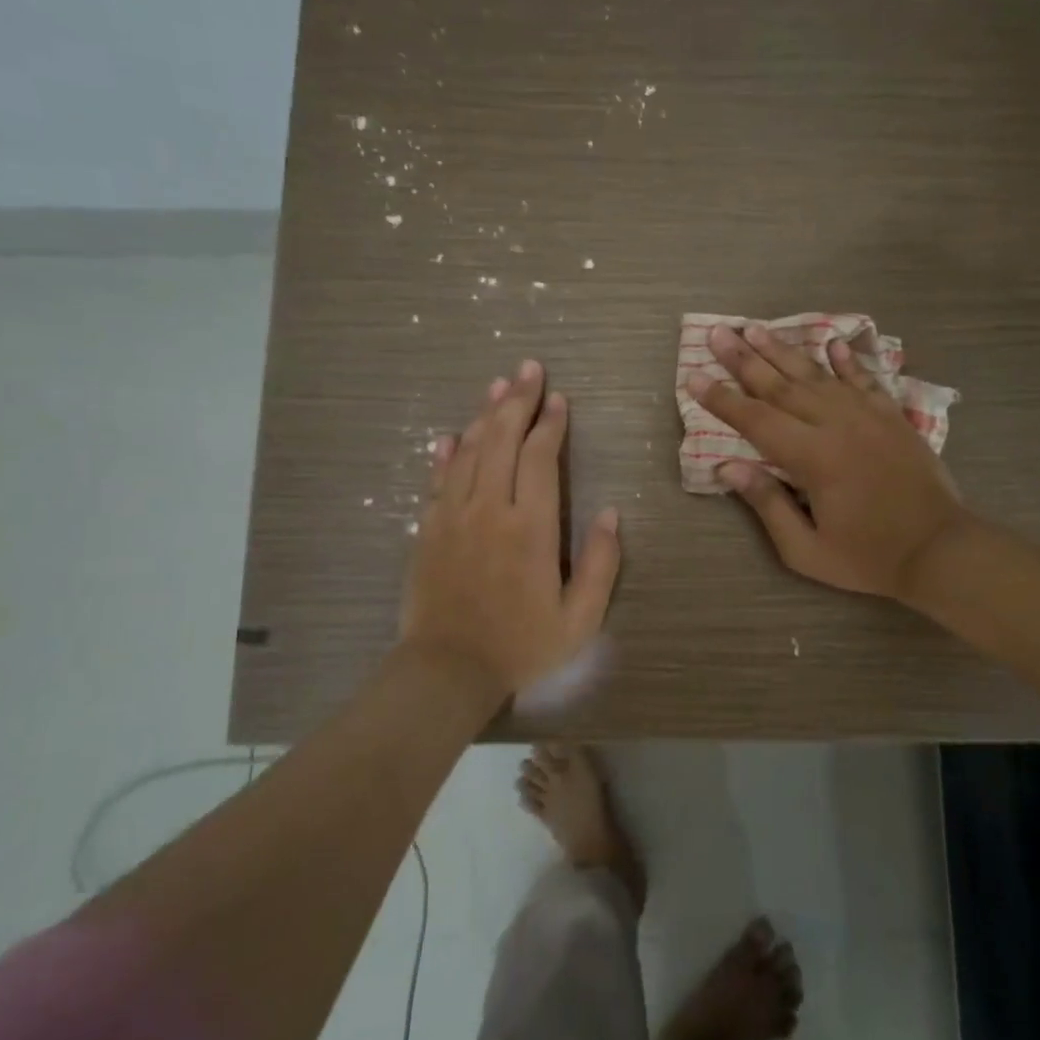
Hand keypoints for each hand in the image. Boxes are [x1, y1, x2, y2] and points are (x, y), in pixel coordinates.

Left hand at [401, 361, 621, 715]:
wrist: (447, 671)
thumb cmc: (521, 645)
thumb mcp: (580, 618)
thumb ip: (600, 564)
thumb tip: (611, 514)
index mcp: (530, 527)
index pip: (540, 458)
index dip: (551, 424)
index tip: (559, 399)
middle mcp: (489, 510)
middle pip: (502, 440)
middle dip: (518, 401)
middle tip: (528, 369)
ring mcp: (452, 517)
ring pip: (469, 451)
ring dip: (485, 415)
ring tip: (498, 386)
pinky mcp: (428, 530)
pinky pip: (437, 480)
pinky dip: (445, 453)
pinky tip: (451, 434)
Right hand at [688, 324, 966, 599]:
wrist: (940, 549)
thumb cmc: (867, 557)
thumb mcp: (806, 549)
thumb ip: (768, 504)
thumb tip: (728, 468)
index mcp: (812, 457)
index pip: (755, 420)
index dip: (721, 399)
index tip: (694, 377)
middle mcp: (836, 424)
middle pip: (781, 385)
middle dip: (744, 359)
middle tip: (717, 334)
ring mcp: (868, 415)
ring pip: (817, 374)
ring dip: (784, 350)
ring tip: (757, 328)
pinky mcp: (892, 416)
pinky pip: (864, 379)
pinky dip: (847, 360)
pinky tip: (832, 342)